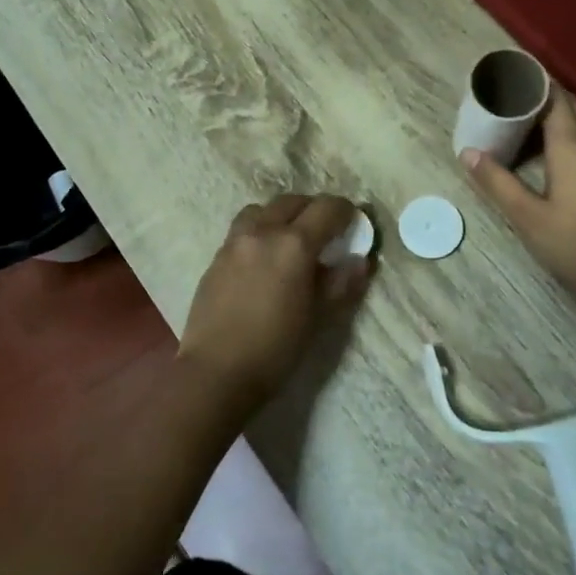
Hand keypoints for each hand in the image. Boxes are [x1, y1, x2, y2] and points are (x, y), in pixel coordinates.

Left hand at [180, 194, 372, 404]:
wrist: (215, 372)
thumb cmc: (275, 349)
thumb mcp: (318, 318)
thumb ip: (341, 283)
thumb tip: (360, 261)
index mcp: (294, 244)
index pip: (327, 208)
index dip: (345, 211)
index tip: (354, 223)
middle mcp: (263, 232)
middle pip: (293, 202)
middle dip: (313, 209)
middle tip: (326, 231)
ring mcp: (235, 242)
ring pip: (262, 209)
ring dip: (282, 215)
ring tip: (290, 239)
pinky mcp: (216, 257)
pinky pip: (242, 229)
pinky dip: (260, 231)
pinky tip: (264, 259)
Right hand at [464, 95, 575, 310]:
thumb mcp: (528, 218)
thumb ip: (497, 182)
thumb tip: (467, 152)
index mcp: (571, 145)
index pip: (554, 96)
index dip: (533, 83)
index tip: (507, 78)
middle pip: (570, 105)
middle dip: (542, 98)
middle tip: (509, 104)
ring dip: (557, 118)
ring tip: (525, 129)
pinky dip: (570, 137)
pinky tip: (554, 159)